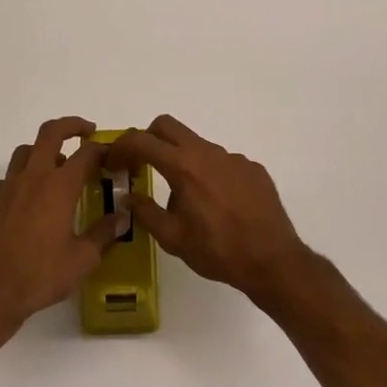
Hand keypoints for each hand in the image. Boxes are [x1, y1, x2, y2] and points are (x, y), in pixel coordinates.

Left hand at [0, 117, 125, 331]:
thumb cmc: (39, 276)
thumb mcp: (81, 259)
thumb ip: (104, 234)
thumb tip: (122, 216)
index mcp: (59, 187)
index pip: (85, 154)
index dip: (101, 148)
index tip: (111, 153)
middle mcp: (32, 178)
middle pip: (50, 133)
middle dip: (71, 125)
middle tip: (86, 132)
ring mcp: (7, 187)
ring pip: (26, 151)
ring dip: (44, 150)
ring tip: (57, 166)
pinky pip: (9, 178)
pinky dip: (23, 178)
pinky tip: (29, 200)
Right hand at [105, 116, 307, 299]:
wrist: (272, 260)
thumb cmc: (217, 250)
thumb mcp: (173, 238)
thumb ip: (146, 212)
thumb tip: (129, 196)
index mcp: (183, 167)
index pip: (142, 140)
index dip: (121, 146)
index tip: (113, 161)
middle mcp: (207, 152)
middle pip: (168, 126)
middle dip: (148, 138)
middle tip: (141, 164)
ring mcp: (233, 157)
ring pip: (197, 145)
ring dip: (181, 160)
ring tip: (185, 196)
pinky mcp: (252, 168)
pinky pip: (222, 162)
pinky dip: (210, 174)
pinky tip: (217, 203)